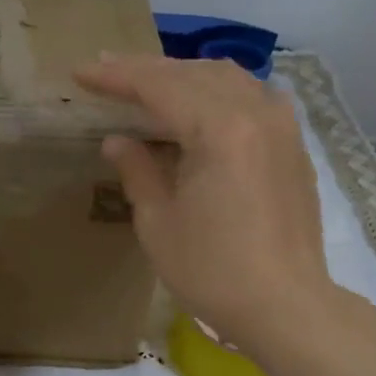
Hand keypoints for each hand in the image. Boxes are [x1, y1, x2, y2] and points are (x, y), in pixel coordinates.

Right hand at [72, 55, 334, 355]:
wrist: (285, 306)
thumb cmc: (212, 271)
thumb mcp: (159, 223)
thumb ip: (137, 170)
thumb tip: (117, 140)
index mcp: (220, 129)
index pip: (159, 86)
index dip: (116, 76)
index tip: (82, 72)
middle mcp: (256, 113)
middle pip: (194, 73)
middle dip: (147, 70)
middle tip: (108, 70)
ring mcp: (282, 127)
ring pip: (228, 78)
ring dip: (185, 75)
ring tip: (150, 83)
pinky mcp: (294, 146)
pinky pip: (253, 96)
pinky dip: (220, 91)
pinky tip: (203, 104)